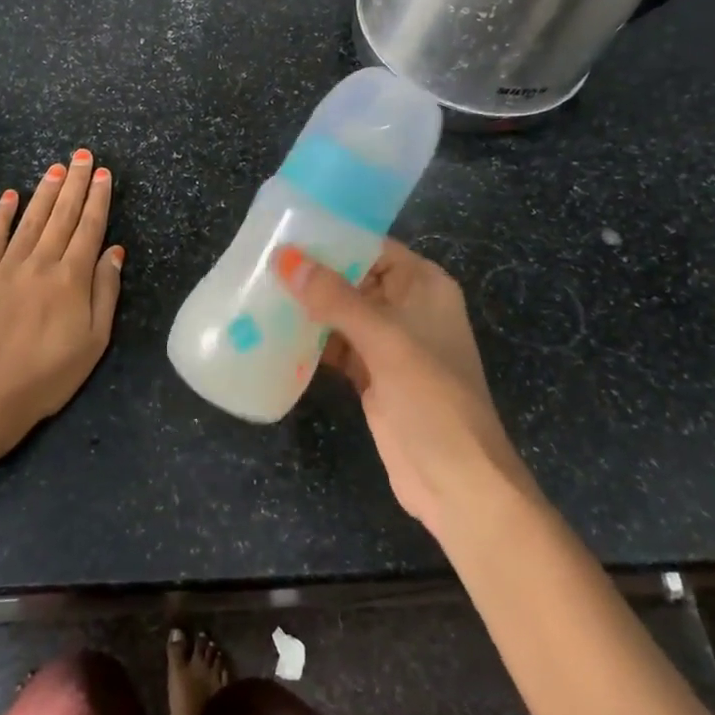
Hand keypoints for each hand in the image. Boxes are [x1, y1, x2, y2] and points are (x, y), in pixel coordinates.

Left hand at [0, 148, 123, 454]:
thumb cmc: (47, 376)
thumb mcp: (93, 342)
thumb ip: (105, 292)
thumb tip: (115, 251)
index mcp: (72, 279)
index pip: (89, 228)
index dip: (98, 199)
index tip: (103, 174)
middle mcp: (40, 262)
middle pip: (62, 215)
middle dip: (74, 183)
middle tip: (82, 155)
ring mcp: (7, 266)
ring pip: (31, 219)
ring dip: (45, 191)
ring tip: (56, 167)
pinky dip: (3, 214)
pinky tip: (11, 195)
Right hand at [275, 240, 537, 537]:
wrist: (456, 482)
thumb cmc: (431, 397)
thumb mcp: (384, 339)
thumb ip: (335, 297)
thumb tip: (286, 258)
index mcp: (423, 285)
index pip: (372, 246)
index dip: (332, 238)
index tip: (284, 232)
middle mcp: (407, 307)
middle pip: (353, 278)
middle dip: (312, 274)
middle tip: (261, 261)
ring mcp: (389, 343)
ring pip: (340, 313)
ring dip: (306, 308)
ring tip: (258, 291)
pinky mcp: (372, 374)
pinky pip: (335, 346)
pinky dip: (309, 341)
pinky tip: (273, 334)